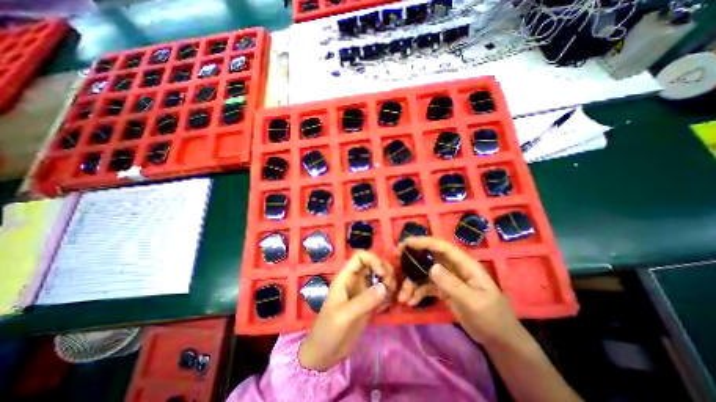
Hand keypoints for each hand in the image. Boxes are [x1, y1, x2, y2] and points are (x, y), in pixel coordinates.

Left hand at [298, 252, 397, 369]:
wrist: (325, 353)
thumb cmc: (329, 330)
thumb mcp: (344, 315)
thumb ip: (364, 301)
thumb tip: (385, 287)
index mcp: (346, 276)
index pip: (360, 256)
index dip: (373, 259)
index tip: (382, 273)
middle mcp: (356, 279)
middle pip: (374, 263)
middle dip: (385, 269)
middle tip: (390, 285)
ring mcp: (363, 290)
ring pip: (380, 275)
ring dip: (389, 280)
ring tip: (390, 295)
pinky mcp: (369, 301)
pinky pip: (382, 289)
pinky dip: (388, 292)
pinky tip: (388, 304)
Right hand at [398, 237, 520, 346]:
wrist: (499, 340)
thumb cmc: (492, 318)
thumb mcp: (473, 302)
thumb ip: (452, 284)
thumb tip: (431, 268)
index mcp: (465, 264)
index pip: (442, 247)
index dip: (424, 242)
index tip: (406, 243)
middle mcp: (454, 267)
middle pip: (429, 257)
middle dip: (412, 258)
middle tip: (396, 258)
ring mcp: (448, 278)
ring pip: (425, 273)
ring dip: (412, 282)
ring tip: (402, 296)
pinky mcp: (443, 289)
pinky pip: (426, 286)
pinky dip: (417, 292)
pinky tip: (410, 302)